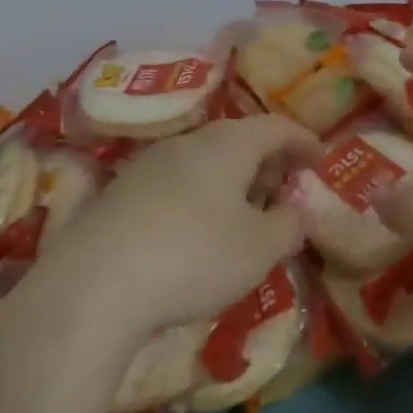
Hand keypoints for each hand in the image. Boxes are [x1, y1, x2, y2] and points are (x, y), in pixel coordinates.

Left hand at [32, 115, 320, 338]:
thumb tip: (294, 211)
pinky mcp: (118, 194)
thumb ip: (288, 226)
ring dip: (230, 180)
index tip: (320, 159)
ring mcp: (147, 165)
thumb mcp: (259, 249)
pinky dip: (198, 197)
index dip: (303, 140)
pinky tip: (195, 232)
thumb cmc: (194, 256)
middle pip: (237, 139)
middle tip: (284, 187)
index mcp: (228, 144)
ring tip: (243, 212)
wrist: (92, 285)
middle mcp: (188, 142)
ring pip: (202, 161)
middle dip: (266, 160)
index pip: (276, 127)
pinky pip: (174, 184)